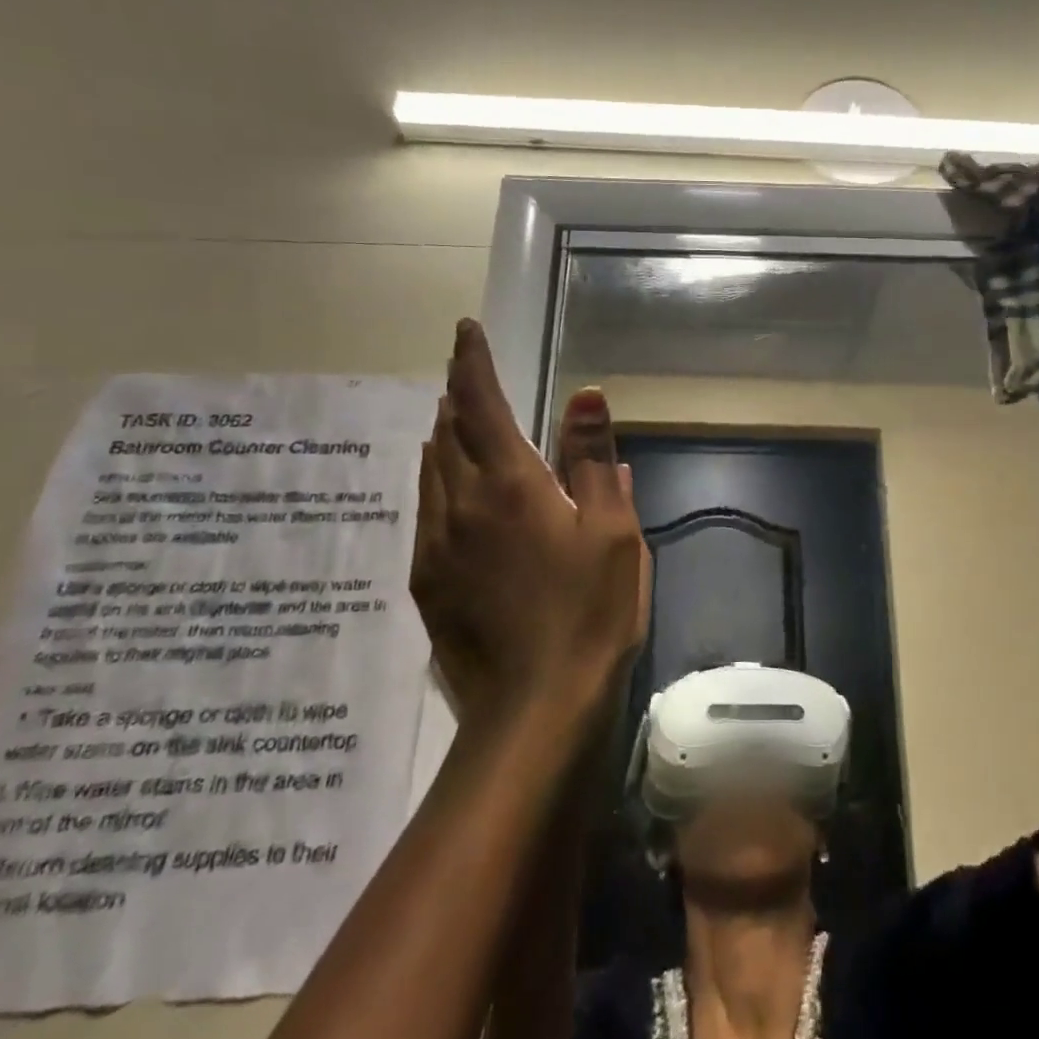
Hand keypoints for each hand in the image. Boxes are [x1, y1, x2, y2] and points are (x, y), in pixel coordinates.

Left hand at [410, 320, 649, 715]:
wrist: (534, 708)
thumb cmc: (588, 611)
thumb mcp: (611, 530)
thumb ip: (592, 458)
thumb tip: (585, 394)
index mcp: (509, 484)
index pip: (481, 404)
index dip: (472, 362)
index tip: (464, 330)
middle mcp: (461, 504)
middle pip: (447, 432)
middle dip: (457, 396)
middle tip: (467, 376)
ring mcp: (437, 545)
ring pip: (431, 471)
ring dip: (444, 437)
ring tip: (457, 422)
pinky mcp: (427, 582)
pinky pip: (427, 511)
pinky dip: (438, 482)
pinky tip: (455, 495)